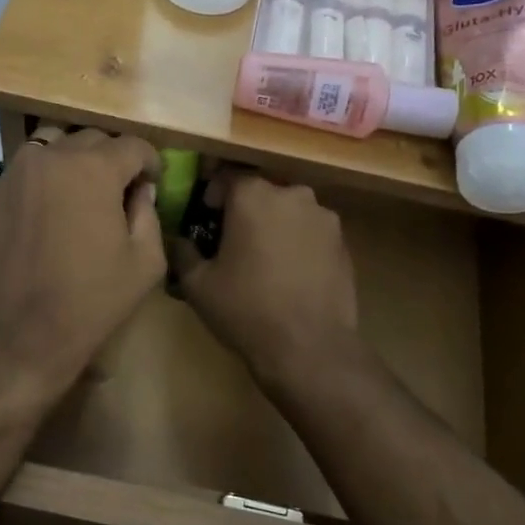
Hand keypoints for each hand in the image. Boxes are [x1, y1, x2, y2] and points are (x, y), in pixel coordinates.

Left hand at [0, 127, 165, 402]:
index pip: (133, 145)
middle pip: (92, 139)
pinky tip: (46, 216)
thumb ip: (149, 212)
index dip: (150, 162)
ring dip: (74, 161)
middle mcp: (52, 157)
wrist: (19, 337)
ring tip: (79, 194)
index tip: (152, 182)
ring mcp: (15, 173)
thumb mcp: (145, 262)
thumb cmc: (91, 302)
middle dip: (112, 159)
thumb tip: (140, 190)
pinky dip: (43, 183)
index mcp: (95, 169)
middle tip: (118, 191)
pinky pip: (25, 173)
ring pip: (53, 147)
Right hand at [173, 174, 358, 386]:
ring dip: (275, 225)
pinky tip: (291, 274)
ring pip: (290, 211)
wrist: (309, 347)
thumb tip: (180, 240)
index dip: (212, 195)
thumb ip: (183, 251)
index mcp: (254, 195)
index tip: (206, 217)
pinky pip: (312, 232)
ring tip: (265, 259)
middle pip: (262, 192)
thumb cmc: (246, 309)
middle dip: (246, 210)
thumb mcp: (197, 284)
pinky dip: (299, 243)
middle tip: (233, 240)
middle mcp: (292, 194)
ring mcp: (323, 217)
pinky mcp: (343, 242)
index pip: (226, 177)